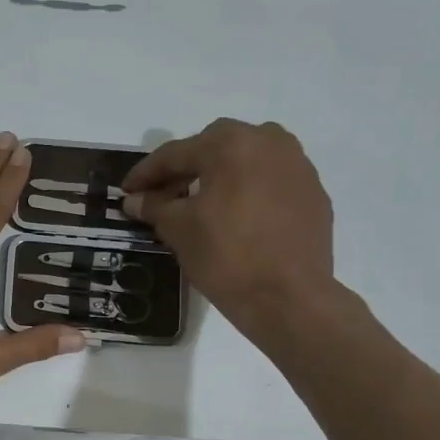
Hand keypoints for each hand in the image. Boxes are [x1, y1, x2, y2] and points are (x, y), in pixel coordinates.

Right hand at [121, 118, 336, 327]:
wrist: (289, 298)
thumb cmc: (226, 256)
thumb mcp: (179, 230)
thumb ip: (154, 207)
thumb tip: (135, 200)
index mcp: (231, 144)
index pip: (176, 153)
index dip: (146, 173)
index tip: (127, 190)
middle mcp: (269, 141)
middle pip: (215, 147)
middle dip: (185, 168)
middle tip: (164, 194)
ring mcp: (298, 166)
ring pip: (247, 160)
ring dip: (220, 175)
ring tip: (201, 204)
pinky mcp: (313, 193)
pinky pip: (270, 181)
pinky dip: (248, 191)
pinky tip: (236, 219)